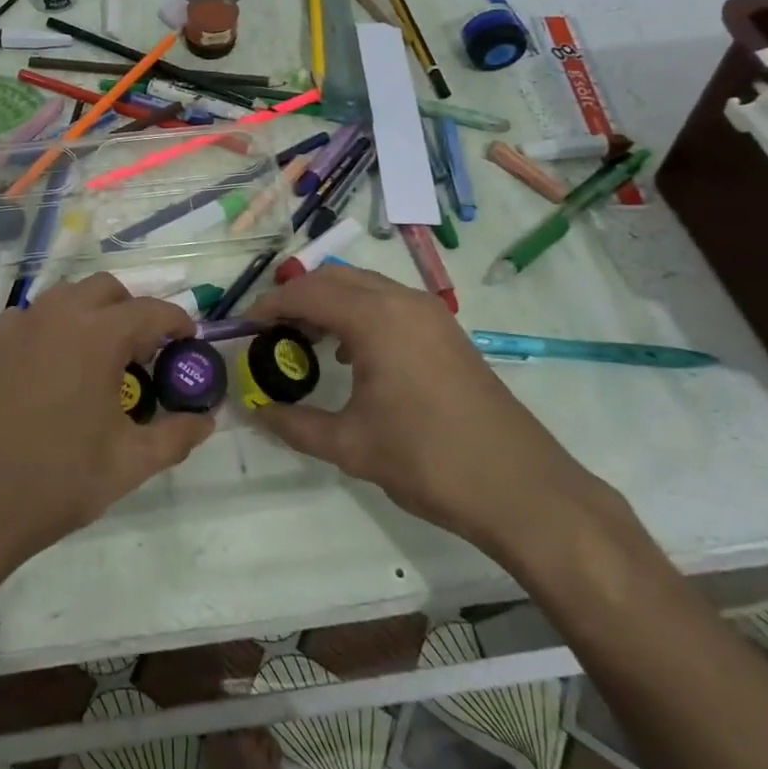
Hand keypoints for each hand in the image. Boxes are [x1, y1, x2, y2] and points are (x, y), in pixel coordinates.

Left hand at [0, 274, 213, 563]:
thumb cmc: (59, 479)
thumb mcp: (130, 464)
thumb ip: (175, 436)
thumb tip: (206, 421)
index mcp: (99, 335)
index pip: (151, 311)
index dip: (176, 322)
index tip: (188, 341)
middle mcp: (60, 316)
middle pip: (108, 289)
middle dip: (133, 310)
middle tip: (146, 350)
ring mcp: (23, 326)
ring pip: (68, 295)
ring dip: (94, 312)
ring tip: (104, 354)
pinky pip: (35, 316)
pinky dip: (57, 326)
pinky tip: (58, 364)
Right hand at [246, 264, 598, 557]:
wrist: (522, 489)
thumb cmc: (428, 460)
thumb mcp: (351, 445)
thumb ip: (295, 424)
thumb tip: (255, 411)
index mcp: (377, 319)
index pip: (308, 293)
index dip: (270, 306)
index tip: (244, 327)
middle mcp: (404, 302)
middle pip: (336, 279)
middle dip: (297, 297)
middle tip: (270, 331)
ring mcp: (431, 315)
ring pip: (365, 288)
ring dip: (330, 303)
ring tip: (304, 341)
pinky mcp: (447, 333)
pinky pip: (389, 304)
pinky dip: (359, 314)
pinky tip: (351, 356)